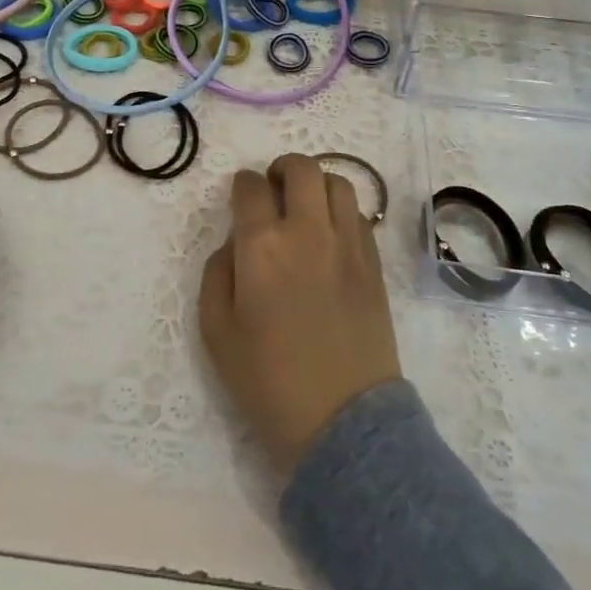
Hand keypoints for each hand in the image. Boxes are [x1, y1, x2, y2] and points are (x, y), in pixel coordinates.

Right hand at [199, 153, 401, 477]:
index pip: (251, 187)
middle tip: (274, 188)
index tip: (241, 195)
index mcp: (262, 246)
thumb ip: (217, 274)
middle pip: (301, 169)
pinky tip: (331, 234)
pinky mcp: (373, 263)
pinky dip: (342, 211)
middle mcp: (308, 231)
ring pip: (338, 183)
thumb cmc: (268, 381)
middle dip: (282, 168)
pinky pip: (360, 215)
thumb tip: (235, 243)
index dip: (242, 184)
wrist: (341, 420)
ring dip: (317, 184)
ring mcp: (348, 244)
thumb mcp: (216, 332)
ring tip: (306, 206)